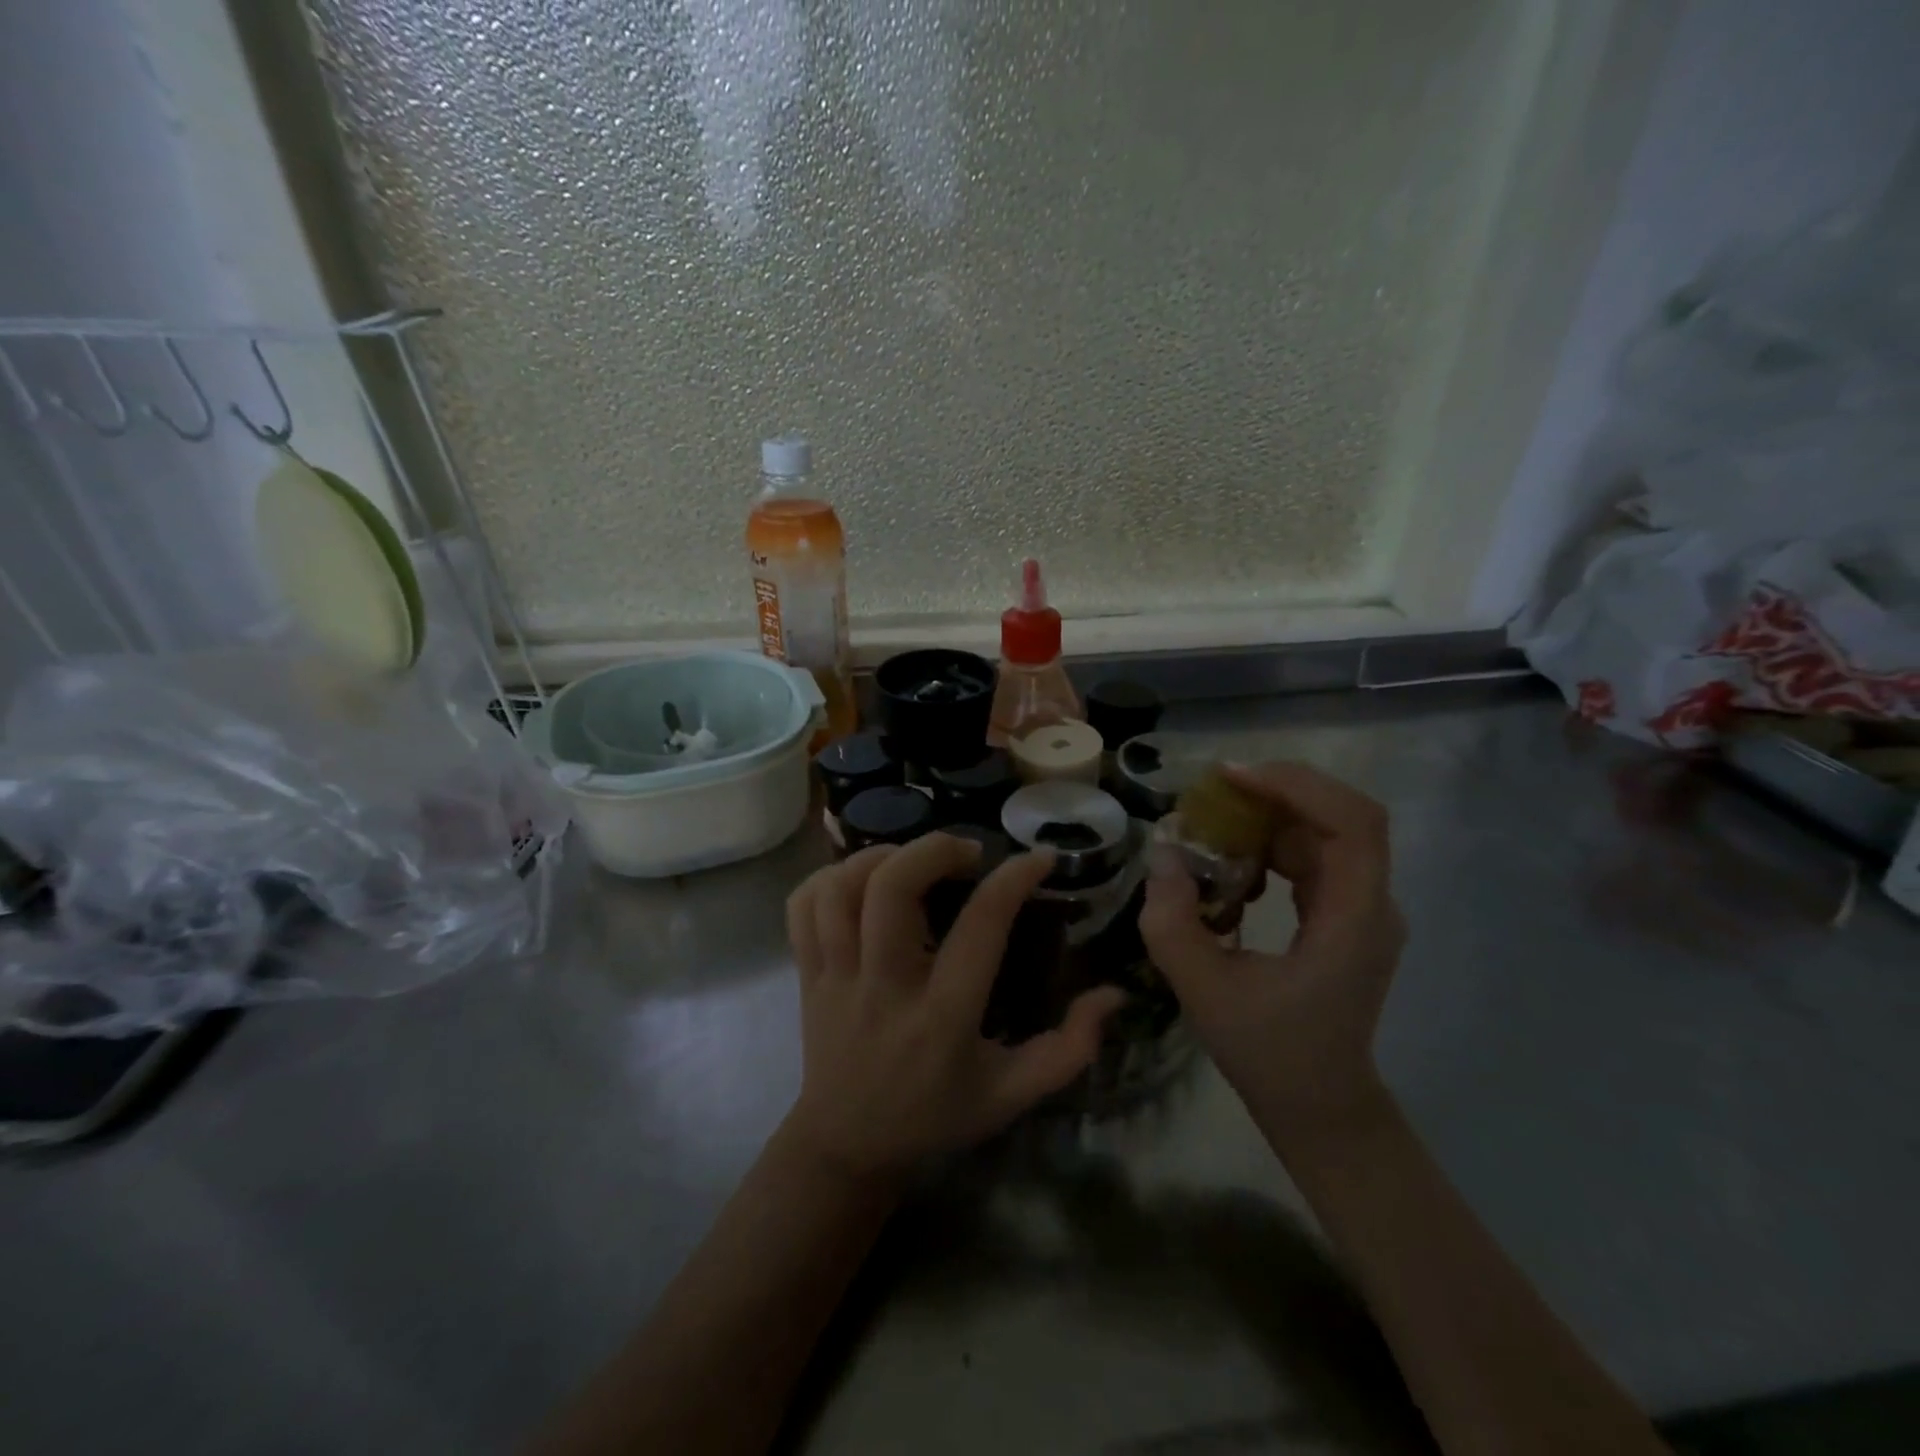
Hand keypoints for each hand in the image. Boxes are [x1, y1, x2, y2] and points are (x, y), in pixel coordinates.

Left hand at [783, 834, 1126, 1178]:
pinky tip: (861, 879)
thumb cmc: (936, 1115)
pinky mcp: (806, 975)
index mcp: (942, 1018)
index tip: (1038, 858)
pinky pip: (802, 908)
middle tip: (966, 853)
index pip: (980, 928)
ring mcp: (836, 980)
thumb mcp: (1013, 1094)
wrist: (847, 1147)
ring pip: (840, 891)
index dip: (1013, 880)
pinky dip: (828, 878)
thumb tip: (1114, 994)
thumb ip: (1069, 1049)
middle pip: (891, 890)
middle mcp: (885, 989)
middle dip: (933, 850)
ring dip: (879, 856)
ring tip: (912, 859)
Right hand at [1139, 762, 1404, 1149]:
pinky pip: (1311, 857)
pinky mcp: (1342, 916)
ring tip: (1211, 820)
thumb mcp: (1204, 990)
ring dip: (1268, 816)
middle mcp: (1371, 904)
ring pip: (1323, 832)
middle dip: (1274, 792)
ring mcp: (1361, 909)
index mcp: (1354, 920)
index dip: (1296, 786)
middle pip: (1340, 816)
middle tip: (1211, 792)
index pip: (1353, 822)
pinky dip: (1269, 844)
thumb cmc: (1269, 1054)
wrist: (1320, 1107)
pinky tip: (1230, 862)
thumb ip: (1172, 921)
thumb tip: (1163, 853)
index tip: (1232, 779)